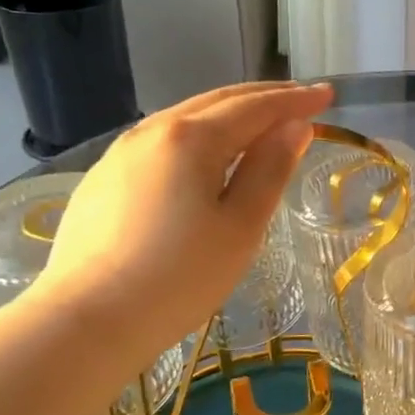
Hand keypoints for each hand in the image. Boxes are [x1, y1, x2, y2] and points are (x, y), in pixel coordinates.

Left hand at [34, 81, 332, 358]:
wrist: (87, 320)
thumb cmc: (179, 277)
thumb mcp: (240, 226)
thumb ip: (270, 169)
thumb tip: (294, 127)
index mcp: (192, 138)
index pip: (255, 107)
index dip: (294, 100)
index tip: (327, 94)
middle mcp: (153, 131)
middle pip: (218, 100)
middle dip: (264, 97)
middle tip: (300, 99)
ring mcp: (121, 153)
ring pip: (186, 117)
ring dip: (229, 112)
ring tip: (260, 120)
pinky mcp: (103, 178)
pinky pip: (162, 139)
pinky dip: (198, 133)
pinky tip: (205, 152)